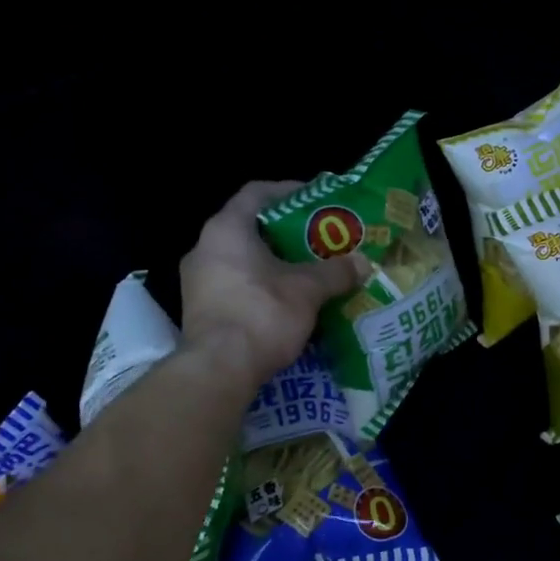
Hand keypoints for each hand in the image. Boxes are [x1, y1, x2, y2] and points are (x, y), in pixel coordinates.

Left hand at [180, 181, 369, 387]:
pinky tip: (286, 302)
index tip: (315, 199)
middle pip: (249, 228)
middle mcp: (204, 248)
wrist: (219, 369)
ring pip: (241, 261)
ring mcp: (197, 282)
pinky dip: (261, 288)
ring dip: (273, 264)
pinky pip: (235, 287)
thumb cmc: (262, 313)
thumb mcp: (308, 289)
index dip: (288, 190)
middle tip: (319, 240)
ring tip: (307, 272)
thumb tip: (362, 263)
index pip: (256, 193)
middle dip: (286, 234)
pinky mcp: (200, 311)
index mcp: (226, 229)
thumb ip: (335, 271)